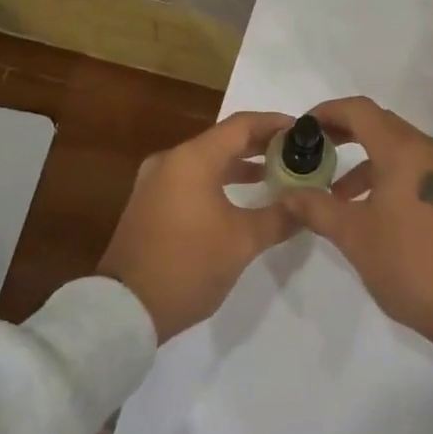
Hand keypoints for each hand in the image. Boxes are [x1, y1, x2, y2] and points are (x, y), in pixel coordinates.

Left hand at [98, 111, 301, 342]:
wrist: (125, 309)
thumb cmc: (188, 265)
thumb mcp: (242, 242)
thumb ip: (279, 217)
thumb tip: (307, 204)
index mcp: (193, 159)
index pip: (241, 125)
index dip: (274, 124)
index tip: (302, 130)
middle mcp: (171, 160)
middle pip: (223, 139)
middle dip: (260, 144)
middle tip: (295, 152)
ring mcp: (156, 181)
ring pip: (206, 160)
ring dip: (239, 164)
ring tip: (275, 174)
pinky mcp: (150, 202)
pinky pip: (191, 178)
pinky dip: (218, 179)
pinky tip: (240, 197)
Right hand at [279, 96, 432, 369]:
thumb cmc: (412, 264)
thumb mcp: (355, 237)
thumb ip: (317, 208)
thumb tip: (287, 194)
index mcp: (406, 151)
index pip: (360, 111)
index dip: (327, 113)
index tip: (301, 130)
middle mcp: (430, 151)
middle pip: (380, 124)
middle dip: (343, 134)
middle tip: (312, 152)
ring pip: (398, 149)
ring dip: (365, 161)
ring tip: (335, 194)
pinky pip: (414, 169)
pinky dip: (387, 176)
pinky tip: (369, 210)